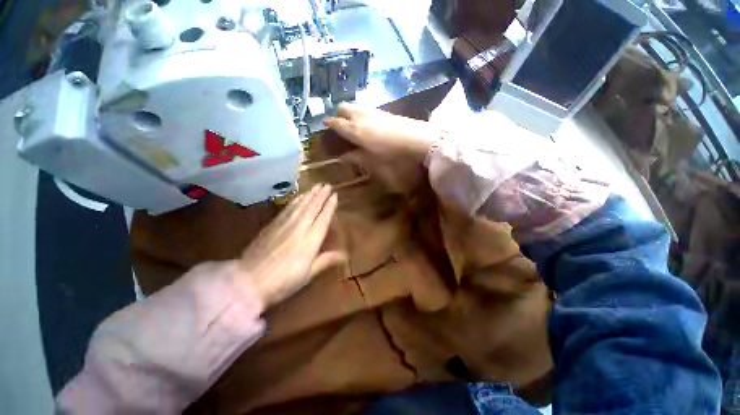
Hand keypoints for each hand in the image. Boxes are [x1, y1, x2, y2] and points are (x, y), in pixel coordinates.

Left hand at [237, 185, 345, 308]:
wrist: (248, 281)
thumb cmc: (283, 281)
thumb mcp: (308, 274)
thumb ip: (326, 260)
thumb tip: (345, 255)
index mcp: (311, 239)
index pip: (323, 217)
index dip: (330, 206)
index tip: (335, 195)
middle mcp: (300, 227)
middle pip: (312, 207)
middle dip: (321, 195)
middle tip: (327, 185)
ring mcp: (285, 224)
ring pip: (300, 205)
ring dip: (310, 194)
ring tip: (316, 187)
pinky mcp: (272, 224)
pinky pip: (288, 208)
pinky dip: (296, 200)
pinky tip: (299, 197)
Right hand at [324, 103, 441, 159]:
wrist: (412, 138)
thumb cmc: (389, 152)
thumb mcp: (370, 159)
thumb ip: (356, 157)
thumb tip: (344, 157)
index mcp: (353, 129)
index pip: (335, 122)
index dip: (329, 124)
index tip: (326, 126)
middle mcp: (359, 116)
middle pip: (343, 107)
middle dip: (338, 114)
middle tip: (341, 125)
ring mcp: (371, 110)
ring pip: (354, 105)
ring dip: (350, 112)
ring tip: (353, 123)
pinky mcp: (381, 110)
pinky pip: (365, 108)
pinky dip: (360, 112)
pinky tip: (367, 122)